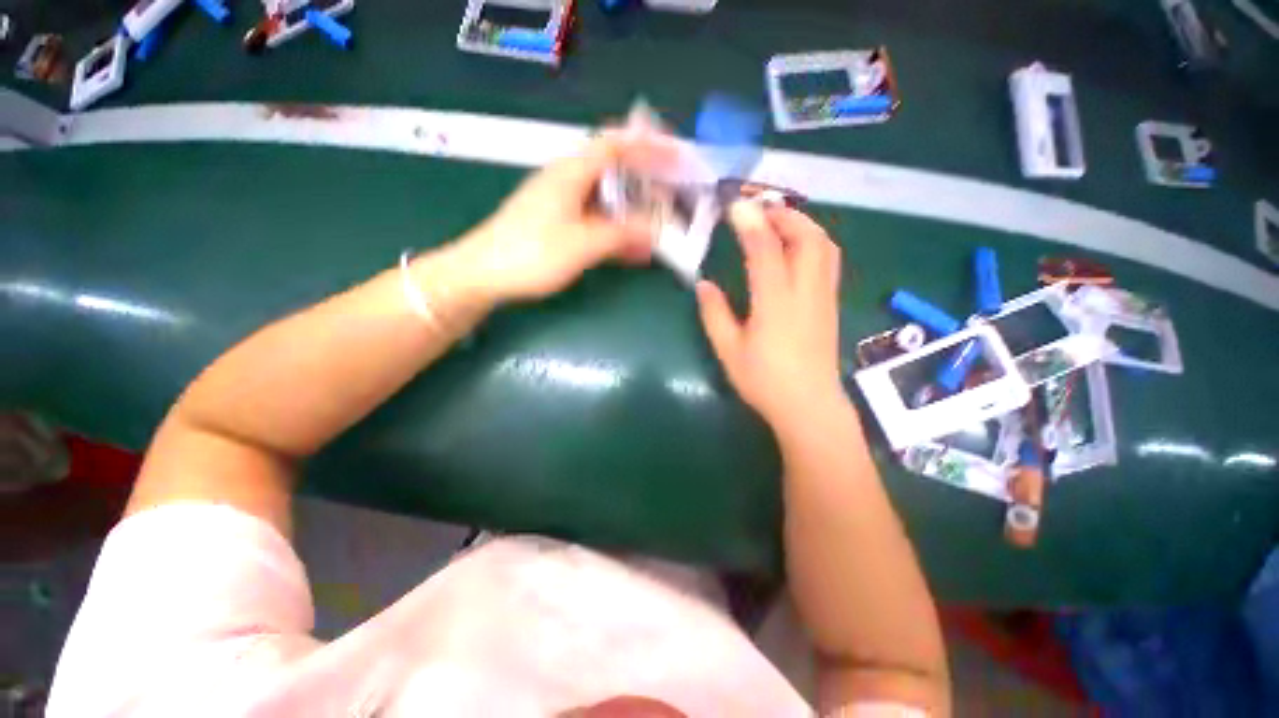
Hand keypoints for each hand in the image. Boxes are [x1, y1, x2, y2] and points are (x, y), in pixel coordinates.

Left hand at [443, 129, 676, 304]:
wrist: (482, 274)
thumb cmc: (531, 254)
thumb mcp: (583, 244)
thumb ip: (621, 234)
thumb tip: (655, 231)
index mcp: (572, 173)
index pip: (617, 145)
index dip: (649, 145)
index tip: (677, 154)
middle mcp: (568, 181)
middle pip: (614, 171)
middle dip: (647, 182)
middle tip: (673, 197)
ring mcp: (562, 203)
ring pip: (607, 200)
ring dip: (634, 212)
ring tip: (660, 227)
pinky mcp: (558, 224)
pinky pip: (596, 221)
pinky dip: (617, 231)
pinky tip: (633, 250)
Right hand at [696, 201, 845, 426]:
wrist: (809, 406)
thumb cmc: (764, 381)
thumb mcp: (729, 350)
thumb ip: (714, 314)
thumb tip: (703, 284)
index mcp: (775, 303)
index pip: (766, 249)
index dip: (750, 222)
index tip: (733, 207)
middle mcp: (805, 292)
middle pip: (807, 237)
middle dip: (784, 214)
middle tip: (759, 210)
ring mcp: (823, 297)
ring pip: (824, 245)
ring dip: (802, 224)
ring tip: (778, 222)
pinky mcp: (830, 304)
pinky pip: (828, 260)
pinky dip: (813, 241)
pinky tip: (794, 248)